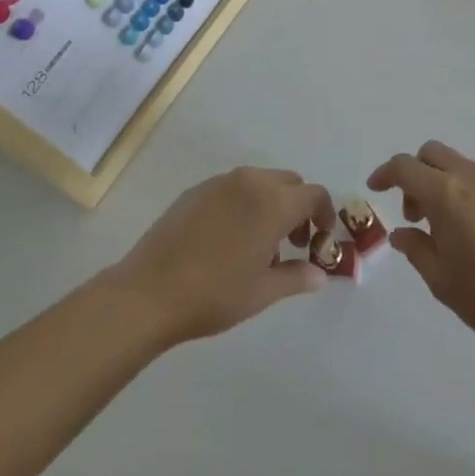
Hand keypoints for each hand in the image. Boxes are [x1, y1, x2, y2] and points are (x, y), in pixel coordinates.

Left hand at [107, 167, 336, 345]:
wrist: (150, 291)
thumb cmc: (215, 294)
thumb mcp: (262, 292)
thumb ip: (296, 277)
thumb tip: (320, 274)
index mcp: (272, 202)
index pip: (314, 194)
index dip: (324, 214)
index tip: (322, 239)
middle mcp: (250, 181)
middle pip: (289, 182)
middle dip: (298, 207)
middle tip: (293, 243)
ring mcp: (220, 182)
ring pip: (260, 182)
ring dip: (271, 204)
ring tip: (260, 245)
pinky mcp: (196, 190)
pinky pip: (232, 188)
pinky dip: (244, 203)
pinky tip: (228, 239)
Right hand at [368, 141, 474, 351]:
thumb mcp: (442, 281)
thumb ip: (416, 250)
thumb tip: (402, 234)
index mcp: (445, 194)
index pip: (405, 167)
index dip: (385, 173)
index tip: (374, 188)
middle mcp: (469, 177)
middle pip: (431, 153)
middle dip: (413, 173)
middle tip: (412, 212)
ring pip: (454, 163)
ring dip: (437, 181)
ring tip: (440, 227)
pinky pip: (474, 177)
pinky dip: (459, 189)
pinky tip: (465, 229)